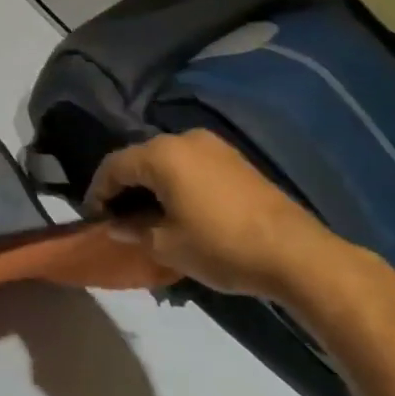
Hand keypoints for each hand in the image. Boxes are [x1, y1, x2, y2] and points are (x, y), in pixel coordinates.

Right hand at [85, 130, 352, 301]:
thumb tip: (118, 225)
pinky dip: (178, 183)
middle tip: (119, 216)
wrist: (299, 255)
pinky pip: (192, 166)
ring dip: (153, 185)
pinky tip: (181, 209)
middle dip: (125, 187)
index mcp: (159, 154)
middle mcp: (182, 139)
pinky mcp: (237, 161)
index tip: (94, 218)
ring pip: (167, 162)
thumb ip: (135, 230)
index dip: (98, 192)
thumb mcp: (168, 246)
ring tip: (150, 215)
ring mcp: (213, 147)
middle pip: (139, 159)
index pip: (112, 166)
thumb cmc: (221, 246)